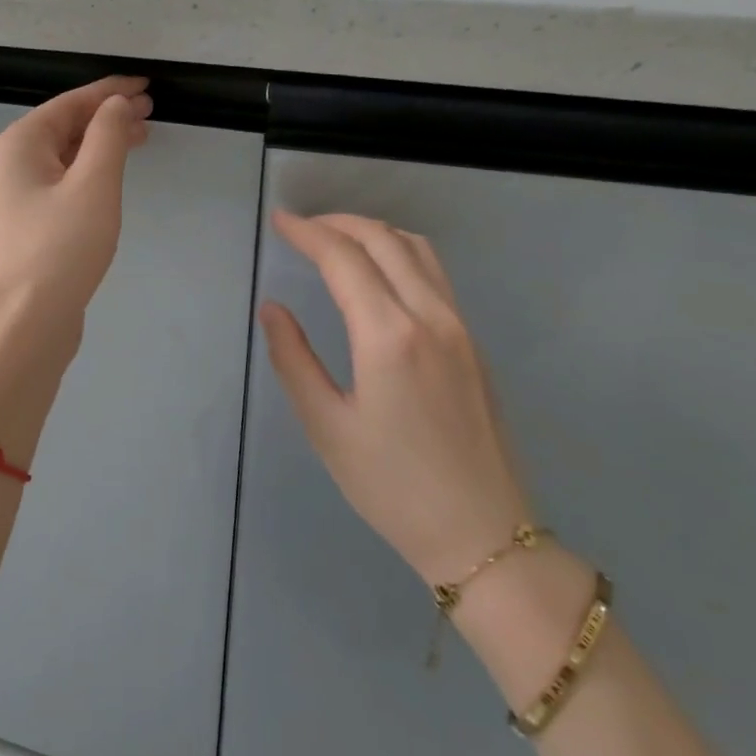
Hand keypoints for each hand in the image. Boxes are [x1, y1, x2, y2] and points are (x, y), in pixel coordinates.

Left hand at [0, 75, 151, 340]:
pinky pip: (62, 181)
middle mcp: (10, 163)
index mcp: (18, 144)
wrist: (26, 323)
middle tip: (151, 113)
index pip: (70, 103)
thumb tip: (116, 103)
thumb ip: (108, 135)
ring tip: (141, 139)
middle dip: (108, 116)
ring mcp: (16, 195)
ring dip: (102, 143)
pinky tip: (112, 177)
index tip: (147, 85)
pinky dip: (90, 171)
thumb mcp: (93, 184)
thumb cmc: (61, 249)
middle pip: (65, 126)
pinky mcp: (28, 223)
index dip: (110, 91)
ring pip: (65, 155)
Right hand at [259, 211, 531, 587]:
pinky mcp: (473, 342)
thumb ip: (294, 360)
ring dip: (373, 231)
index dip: (307, 232)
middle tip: (301, 227)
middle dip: (338, 222)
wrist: (483, 534)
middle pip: (383, 240)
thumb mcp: (327, 427)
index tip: (279, 221)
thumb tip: (272, 309)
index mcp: (389, 336)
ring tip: (337, 239)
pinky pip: (435, 274)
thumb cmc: (392, 487)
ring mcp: (459, 327)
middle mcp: (430, 316)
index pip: (344, 258)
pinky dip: (400, 252)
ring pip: (417, 249)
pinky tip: (379, 272)